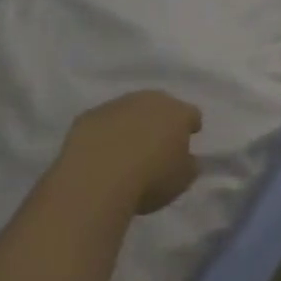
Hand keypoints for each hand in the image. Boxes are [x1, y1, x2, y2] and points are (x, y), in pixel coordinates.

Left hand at [62, 91, 203, 214]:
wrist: (96, 178)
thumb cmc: (149, 179)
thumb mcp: (182, 180)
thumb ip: (190, 165)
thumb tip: (187, 158)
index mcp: (177, 113)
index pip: (191, 114)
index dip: (190, 126)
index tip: (188, 138)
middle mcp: (149, 100)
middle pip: (160, 105)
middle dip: (160, 120)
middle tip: (157, 142)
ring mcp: (116, 105)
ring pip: (130, 110)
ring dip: (131, 124)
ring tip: (126, 149)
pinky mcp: (89, 115)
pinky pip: (103, 121)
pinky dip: (105, 132)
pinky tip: (101, 152)